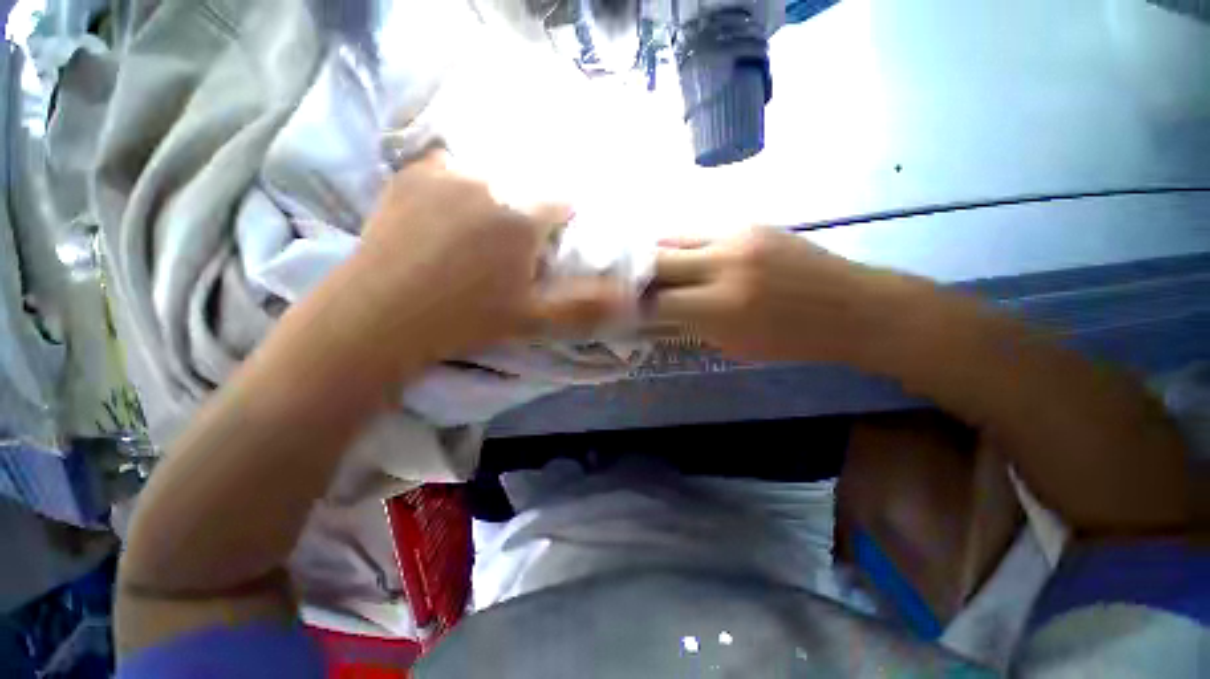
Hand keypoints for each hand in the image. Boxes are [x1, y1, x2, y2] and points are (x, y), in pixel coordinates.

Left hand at [350, 150, 627, 362]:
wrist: (380, 315)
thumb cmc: (466, 319)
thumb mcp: (534, 320)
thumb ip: (586, 305)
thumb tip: (631, 299)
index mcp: (522, 213)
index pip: (567, 201)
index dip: (565, 226)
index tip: (553, 248)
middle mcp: (489, 177)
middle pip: (532, 184)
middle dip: (535, 211)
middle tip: (518, 247)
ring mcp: (447, 169)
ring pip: (497, 173)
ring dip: (503, 196)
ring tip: (485, 234)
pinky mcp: (414, 171)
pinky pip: (457, 168)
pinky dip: (467, 185)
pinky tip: (455, 218)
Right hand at [652, 227, 908, 362]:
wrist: (852, 307)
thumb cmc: (793, 339)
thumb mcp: (734, 345)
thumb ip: (689, 326)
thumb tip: (655, 316)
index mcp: (722, 305)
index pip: (656, 301)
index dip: (633, 306)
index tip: (622, 309)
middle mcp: (724, 262)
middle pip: (657, 258)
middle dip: (635, 274)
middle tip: (627, 285)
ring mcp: (737, 235)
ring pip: (674, 236)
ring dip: (657, 255)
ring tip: (650, 269)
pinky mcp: (750, 223)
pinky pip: (699, 231)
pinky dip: (683, 246)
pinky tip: (684, 259)